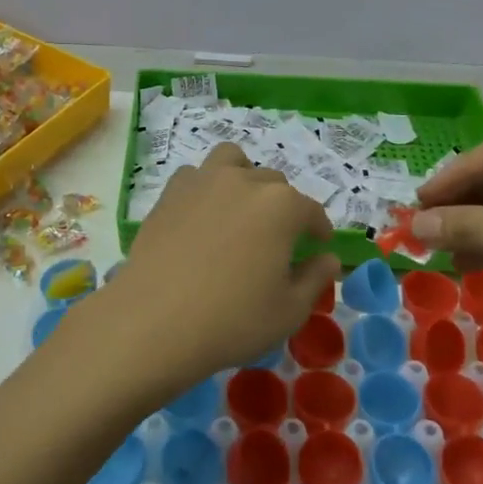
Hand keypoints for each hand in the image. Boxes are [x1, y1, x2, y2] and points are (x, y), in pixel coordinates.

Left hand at [83, 144, 341, 401]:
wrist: (153, 322)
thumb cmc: (232, 320)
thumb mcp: (289, 310)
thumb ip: (315, 278)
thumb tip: (329, 258)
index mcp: (281, 206)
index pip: (310, 210)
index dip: (318, 228)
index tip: (319, 244)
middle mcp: (244, 182)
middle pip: (273, 183)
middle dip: (283, 206)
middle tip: (277, 239)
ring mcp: (202, 182)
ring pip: (232, 161)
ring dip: (243, 177)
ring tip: (240, 208)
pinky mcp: (169, 194)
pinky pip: (195, 176)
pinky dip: (206, 188)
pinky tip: (203, 216)